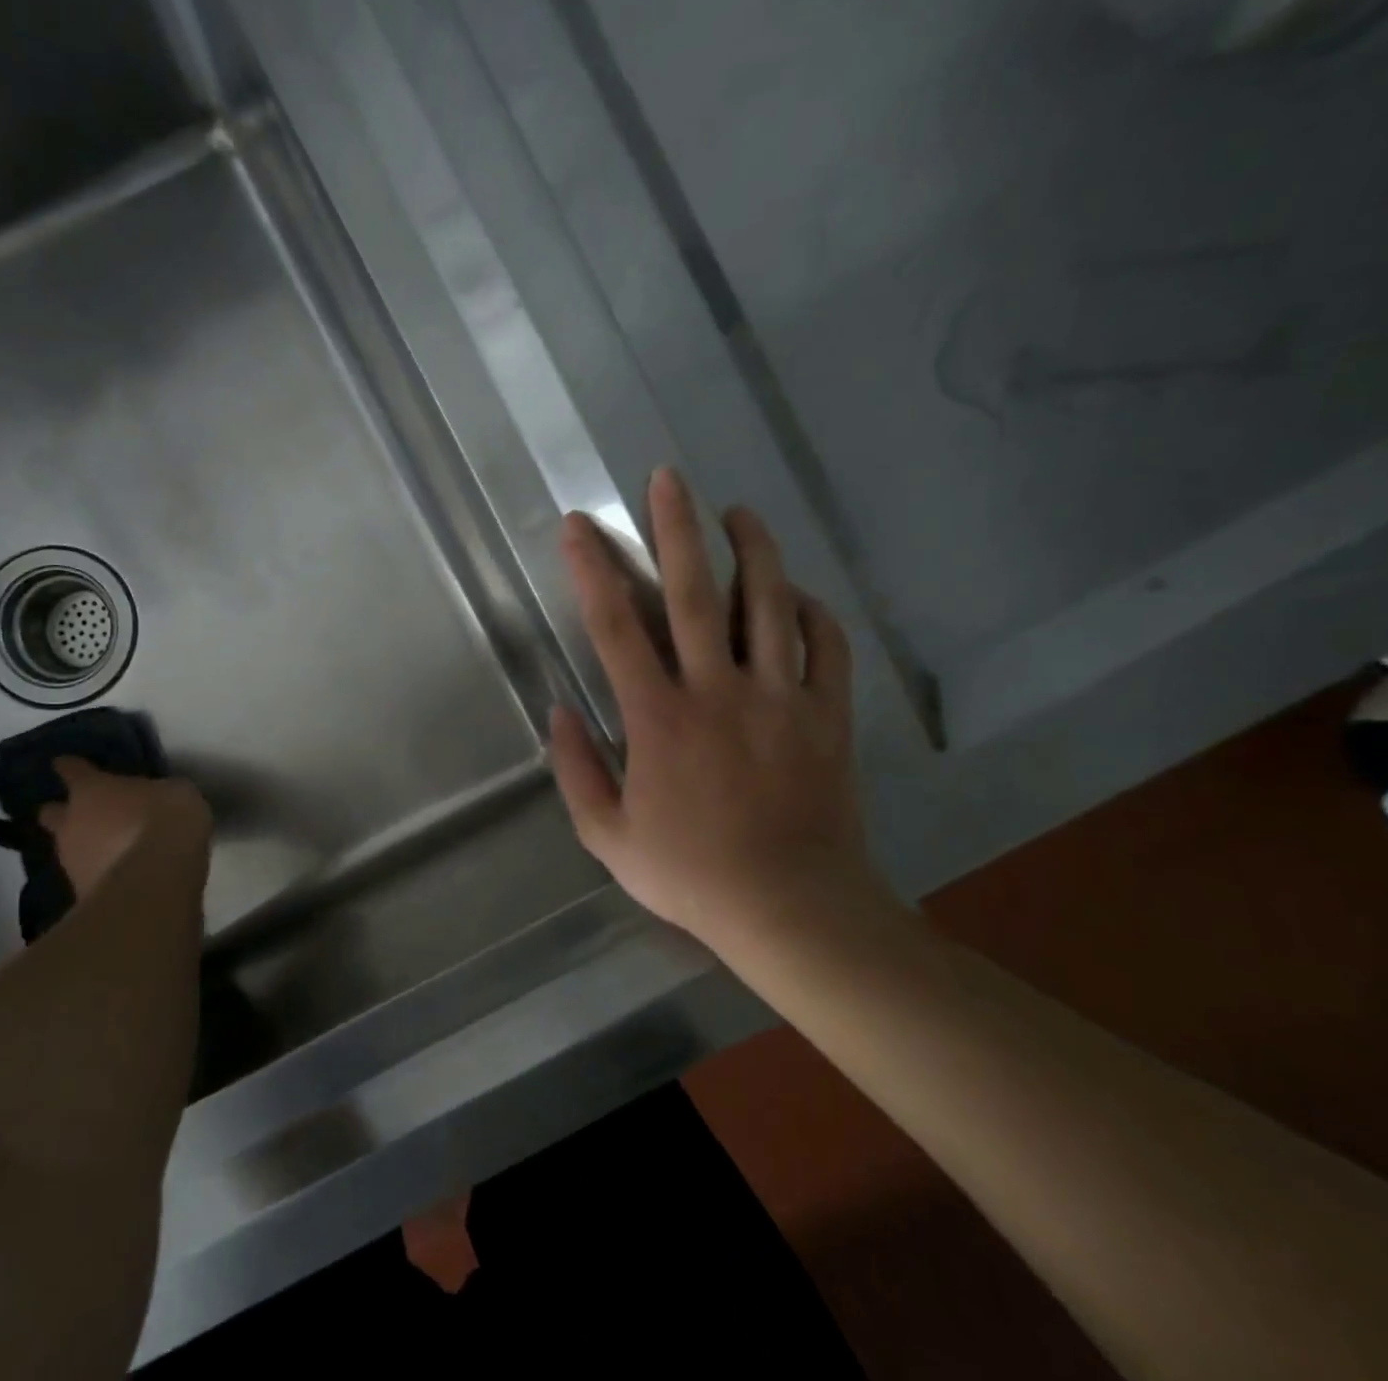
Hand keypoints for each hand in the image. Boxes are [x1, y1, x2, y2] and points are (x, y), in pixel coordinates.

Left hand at [37, 757, 212, 901]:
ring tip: (110, 850)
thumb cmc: (165, 819)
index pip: (71, 769)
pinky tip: (121, 875)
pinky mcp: (80, 894)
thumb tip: (155, 798)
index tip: (68, 764)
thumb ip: (157, 793)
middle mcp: (71, 822)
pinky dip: (99, 874)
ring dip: (84, 847)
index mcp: (91, 789)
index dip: (72, 767)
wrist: (156, 879)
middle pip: (52, 813)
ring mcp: (71, 861)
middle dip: (63, 813)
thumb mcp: (175, 792)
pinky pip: (87, 876)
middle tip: (86, 814)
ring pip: (67, 848)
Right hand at [549, 468, 878, 945]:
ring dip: (754, 549)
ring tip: (739, 513)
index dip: (593, 568)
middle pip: (695, 592)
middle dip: (676, 528)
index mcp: (659, 718)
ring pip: (770, 603)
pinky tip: (795, 592)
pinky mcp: (828, 714)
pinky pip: (825, 644)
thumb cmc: (691, 873)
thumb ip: (576, 769)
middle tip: (668, 477)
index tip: (580, 525)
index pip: (615, 626)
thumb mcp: (607, 835)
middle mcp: (718, 691)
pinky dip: (811, 609)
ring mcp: (780, 698)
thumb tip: (559, 710)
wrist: (792, 909)